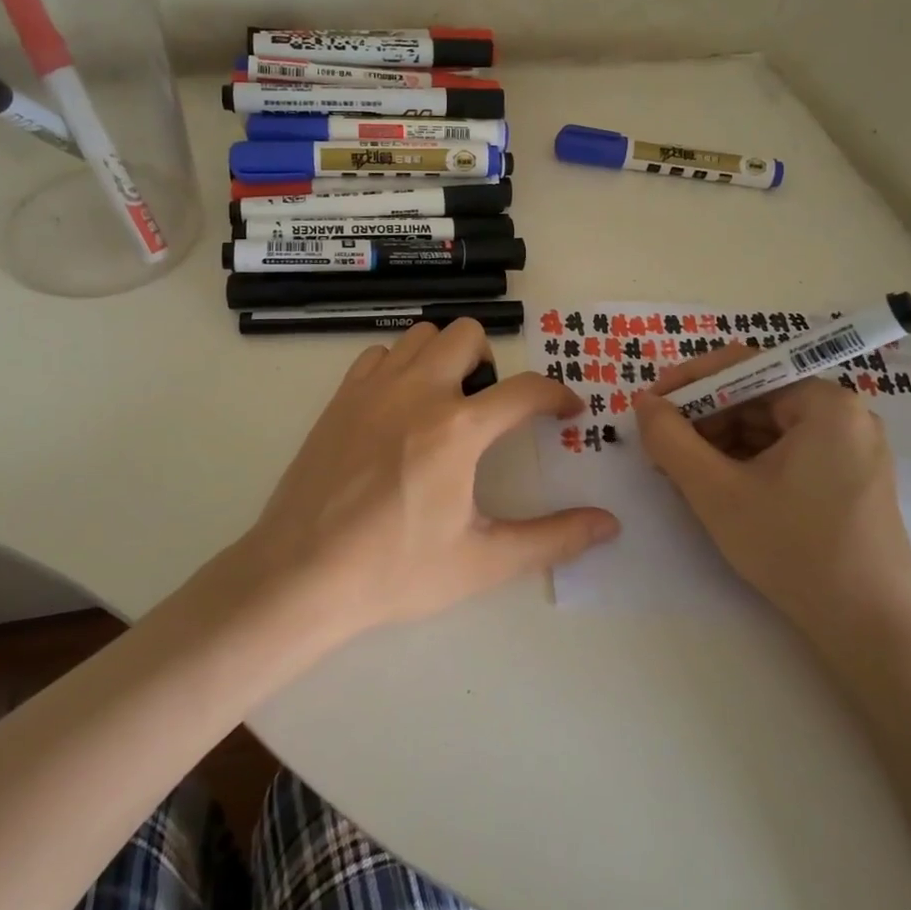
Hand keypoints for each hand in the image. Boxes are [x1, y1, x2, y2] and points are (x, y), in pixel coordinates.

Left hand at [244, 319, 619, 637]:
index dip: (557, 395)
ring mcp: (373, 388)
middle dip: (492, 363)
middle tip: (490, 407)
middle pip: (469, 334)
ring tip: (446, 402)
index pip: (526, 390)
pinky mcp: (341, 397)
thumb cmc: (395, 571)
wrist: (301, 574)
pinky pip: (380, 354)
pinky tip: (399, 408)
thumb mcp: (482, 561)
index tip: (567, 411)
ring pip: (422, 335)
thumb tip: (609, 525)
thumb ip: (552, 538)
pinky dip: (400, 366)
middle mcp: (417, 391)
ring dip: (445, 357)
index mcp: (458, 428)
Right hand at [633, 345, 910, 659]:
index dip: (688, 382)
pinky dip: (747, 463)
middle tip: (662, 450)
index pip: (743, 367)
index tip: (649, 406)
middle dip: (703, 420)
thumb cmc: (793, 551)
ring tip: (684, 476)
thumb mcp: (716, 492)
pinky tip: (719, 489)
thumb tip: (643, 403)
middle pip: (755, 397)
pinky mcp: (850, 479)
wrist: (872, 634)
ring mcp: (852, 448)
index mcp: (825, 403)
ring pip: (767, 427)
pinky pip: (787, 452)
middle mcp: (846, 414)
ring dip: (720, 444)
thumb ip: (670, 439)